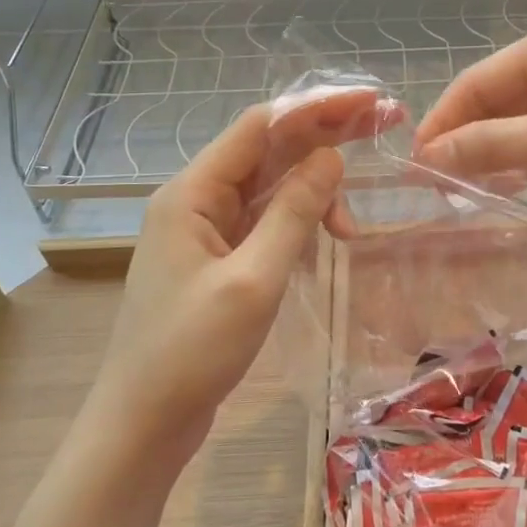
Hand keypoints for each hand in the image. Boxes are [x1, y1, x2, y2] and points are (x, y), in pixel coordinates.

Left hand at [81, 92, 389, 470]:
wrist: (142, 425)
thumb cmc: (192, 351)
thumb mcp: (253, 279)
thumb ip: (293, 212)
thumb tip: (332, 156)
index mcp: (192, 192)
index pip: (261, 126)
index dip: (317, 107)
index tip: (369, 102)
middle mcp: (197, 199)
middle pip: (268, 150)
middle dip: (325, 136)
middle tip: (384, 124)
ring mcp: (206, 230)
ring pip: (270, 188)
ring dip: (314, 192)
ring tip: (351, 225)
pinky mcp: (218, 259)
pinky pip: (265, 222)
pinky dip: (298, 223)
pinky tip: (325, 239)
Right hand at [412, 17, 526, 217]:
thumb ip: (493, 146)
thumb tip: (428, 158)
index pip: (476, 82)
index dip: (442, 123)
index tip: (415, 167)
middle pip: (499, 99)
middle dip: (468, 139)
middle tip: (439, 187)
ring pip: (526, 119)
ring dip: (497, 151)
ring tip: (468, 190)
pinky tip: (517, 183)